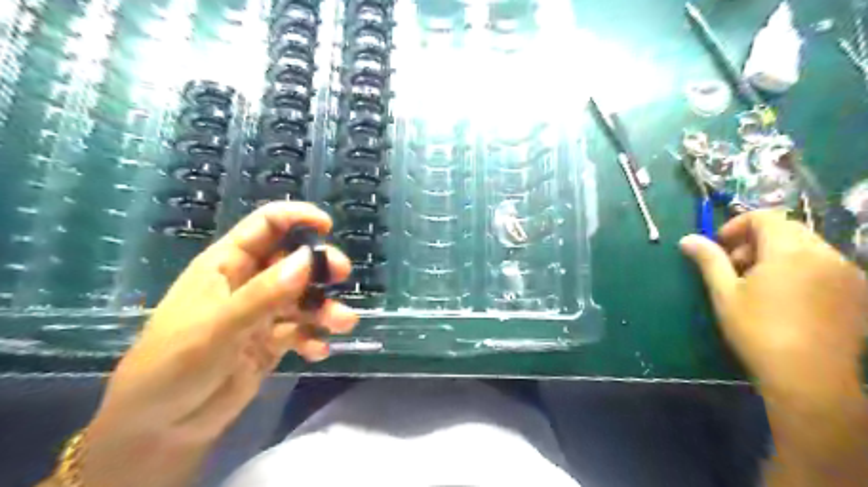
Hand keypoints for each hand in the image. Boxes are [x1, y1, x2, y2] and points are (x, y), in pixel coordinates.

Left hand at [78, 201, 354, 486]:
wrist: (159, 428)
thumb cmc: (175, 366)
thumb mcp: (218, 327)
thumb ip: (264, 294)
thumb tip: (309, 259)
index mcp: (227, 264)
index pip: (266, 226)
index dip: (296, 217)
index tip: (327, 226)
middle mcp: (248, 283)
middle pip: (293, 260)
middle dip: (320, 266)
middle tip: (342, 275)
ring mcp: (262, 313)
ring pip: (303, 298)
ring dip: (325, 308)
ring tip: (342, 323)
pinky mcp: (271, 341)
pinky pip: (301, 330)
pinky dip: (313, 337)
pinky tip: (317, 351)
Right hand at [681, 209, 862, 394]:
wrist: (809, 378)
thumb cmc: (758, 331)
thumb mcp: (724, 293)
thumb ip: (709, 260)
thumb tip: (687, 239)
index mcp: (790, 251)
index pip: (765, 217)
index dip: (737, 226)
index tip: (721, 248)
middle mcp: (825, 254)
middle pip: (787, 229)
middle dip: (756, 241)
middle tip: (736, 268)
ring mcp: (847, 273)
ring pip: (808, 246)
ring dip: (779, 254)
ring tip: (761, 284)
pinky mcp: (857, 292)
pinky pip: (826, 265)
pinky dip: (802, 268)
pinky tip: (788, 297)